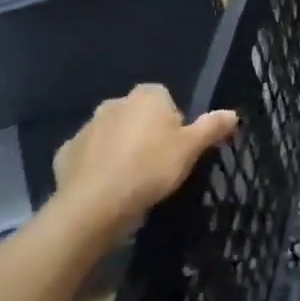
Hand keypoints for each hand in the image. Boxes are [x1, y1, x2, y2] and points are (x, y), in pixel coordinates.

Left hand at [53, 84, 237, 228]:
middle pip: (137, 116)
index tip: (177, 150)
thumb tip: (233, 113)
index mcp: (146, 96)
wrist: (96, 204)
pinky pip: (88, 156)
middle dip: (145, 135)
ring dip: (120, 150)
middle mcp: (114, 103)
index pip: (166, 100)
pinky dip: (96, 167)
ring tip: (131, 182)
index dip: (174, 124)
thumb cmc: (151, 169)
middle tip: (157, 167)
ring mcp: (87, 127)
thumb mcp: (191, 149)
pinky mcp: (66, 153)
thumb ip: (212, 127)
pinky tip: (106, 189)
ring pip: (111, 135)